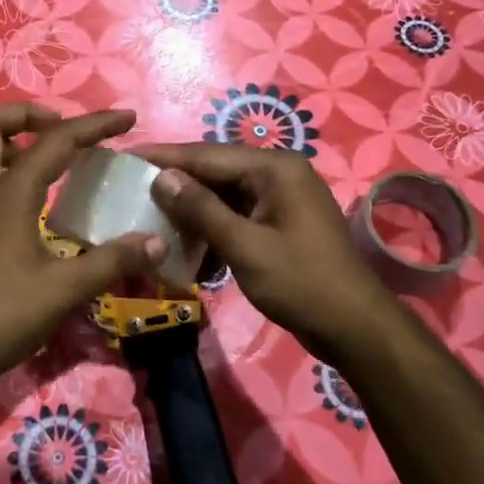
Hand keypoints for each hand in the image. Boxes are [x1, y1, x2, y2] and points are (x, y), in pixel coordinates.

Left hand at [0, 104, 166, 420]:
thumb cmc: (2, 316)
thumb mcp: (64, 289)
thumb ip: (112, 260)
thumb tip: (156, 241)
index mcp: (8, 192)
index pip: (56, 141)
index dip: (95, 124)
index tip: (126, 118)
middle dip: (27, 115)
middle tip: (61, 130)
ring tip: (34, 155)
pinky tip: (18, 197)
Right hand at [133, 143, 404, 365]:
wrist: (356, 328)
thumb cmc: (301, 283)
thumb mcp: (245, 247)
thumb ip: (202, 209)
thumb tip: (162, 178)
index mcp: (275, 168)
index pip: (208, 154)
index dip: (166, 156)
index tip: (127, 156)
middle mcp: (279, 173)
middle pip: (216, 169)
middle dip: (176, 179)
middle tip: (132, 185)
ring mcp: (282, 197)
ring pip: (224, 192)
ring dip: (192, 204)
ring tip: (151, 209)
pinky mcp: (281, 221)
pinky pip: (238, 212)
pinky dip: (212, 223)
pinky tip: (186, 237)